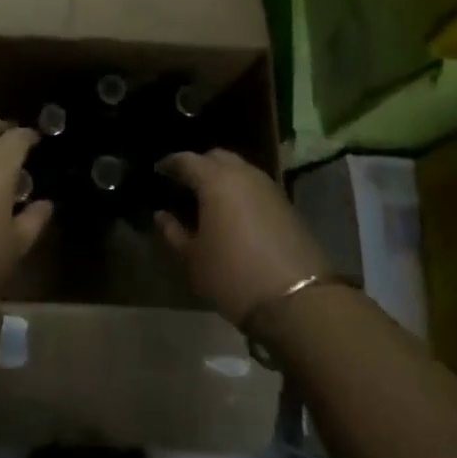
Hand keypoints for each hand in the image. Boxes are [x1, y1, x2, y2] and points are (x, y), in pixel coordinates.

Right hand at [155, 149, 331, 326]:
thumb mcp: (193, 259)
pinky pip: (255, 185)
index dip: (170, 164)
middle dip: (198, 165)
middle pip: (217, 157)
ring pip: (240, 169)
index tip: (159, 171)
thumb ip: (173, 232)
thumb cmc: (233, 276)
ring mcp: (269, 187)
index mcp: (215, 180)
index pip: (186, 160)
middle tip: (184, 182)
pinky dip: (240, 190)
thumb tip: (161, 215)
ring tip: (208, 197)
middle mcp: (243, 174)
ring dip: (222, 176)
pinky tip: (233, 211)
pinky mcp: (286, 204)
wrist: (298, 300)